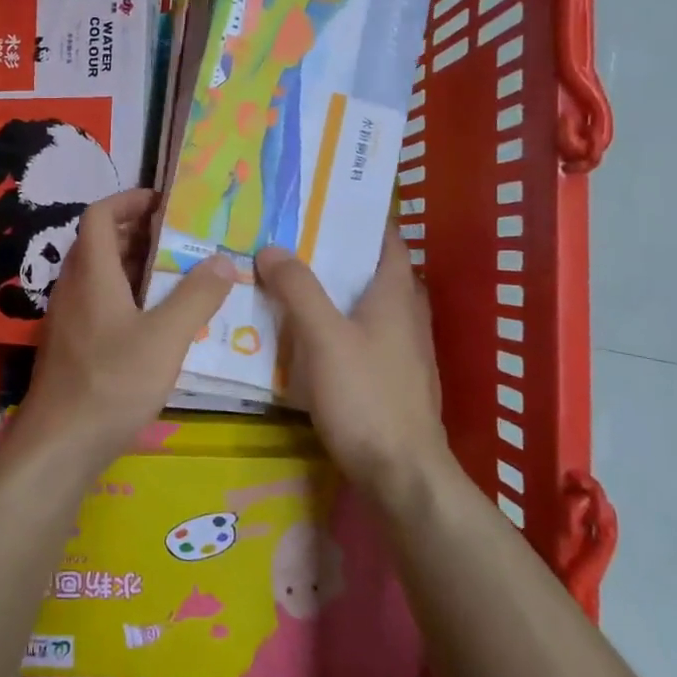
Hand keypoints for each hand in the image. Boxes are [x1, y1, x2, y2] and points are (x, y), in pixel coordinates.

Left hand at [22, 189, 233, 459]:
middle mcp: (73, 287)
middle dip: (139, 231)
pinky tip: (157, 319)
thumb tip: (223, 259)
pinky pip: (99, 302)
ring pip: (100, 274)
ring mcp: (69, 317)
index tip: (164, 202)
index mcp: (92, 273)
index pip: (100, 215)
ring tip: (178, 273)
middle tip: (181, 238)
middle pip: (100, 242)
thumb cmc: (112, 383)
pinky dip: (127, 295)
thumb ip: (197, 296)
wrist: (60, 444)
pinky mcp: (72, 344)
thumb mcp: (165, 338)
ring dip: (134, 265)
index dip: (129, 200)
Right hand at [256, 224, 459, 498]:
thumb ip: (298, 290)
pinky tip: (303, 333)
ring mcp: (401, 350)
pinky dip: (334, 323)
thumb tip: (272, 248)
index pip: (385, 239)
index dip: (358, 218)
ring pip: (363, 305)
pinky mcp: (390, 378)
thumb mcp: (324, 337)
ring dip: (332, 290)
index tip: (321, 203)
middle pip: (370, 270)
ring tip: (287, 279)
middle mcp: (404, 315)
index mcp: (395, 294)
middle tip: (289, 239)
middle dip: (334, 253)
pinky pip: (359, 335)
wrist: (401, 473)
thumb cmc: (366, 396)